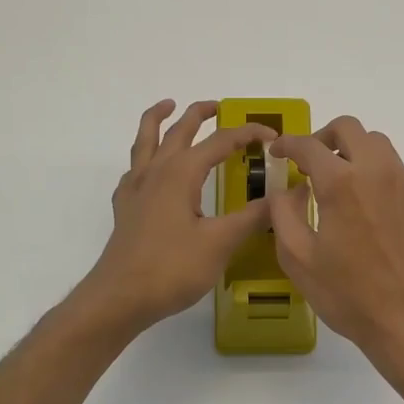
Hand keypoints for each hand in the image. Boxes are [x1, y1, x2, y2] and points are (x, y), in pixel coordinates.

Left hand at [78, 100, 276, 334]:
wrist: (120, 297)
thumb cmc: (172, 268)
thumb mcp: (221, 242)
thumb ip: (253, 217)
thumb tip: (283, 196)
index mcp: (181, 173)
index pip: (220, 141)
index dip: (248, 134)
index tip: (273, 138)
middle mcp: (156, 171)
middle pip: (179, 130)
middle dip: (200, 114)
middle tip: (218, 106)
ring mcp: (136, 188)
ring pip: (146, 140)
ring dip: (158, 120)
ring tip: (168, 106)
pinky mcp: (125, 208)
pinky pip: (134, 169)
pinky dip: (144, 157)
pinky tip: (150, 168)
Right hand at [270, 117, 403, 382]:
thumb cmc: (349, 295)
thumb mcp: (298, 259)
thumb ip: (284, 213)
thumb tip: (289, 188)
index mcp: (342, 183)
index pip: (309, 146)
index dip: (288, 144)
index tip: (279, 152)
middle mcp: (380, 172)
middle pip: (352, 129)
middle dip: (325, 137)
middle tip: (313, 162)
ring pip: (381, 148)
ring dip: (356, 155)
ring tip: (345, 186)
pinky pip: (402, 178)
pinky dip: (382, 183)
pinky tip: (376, 217)